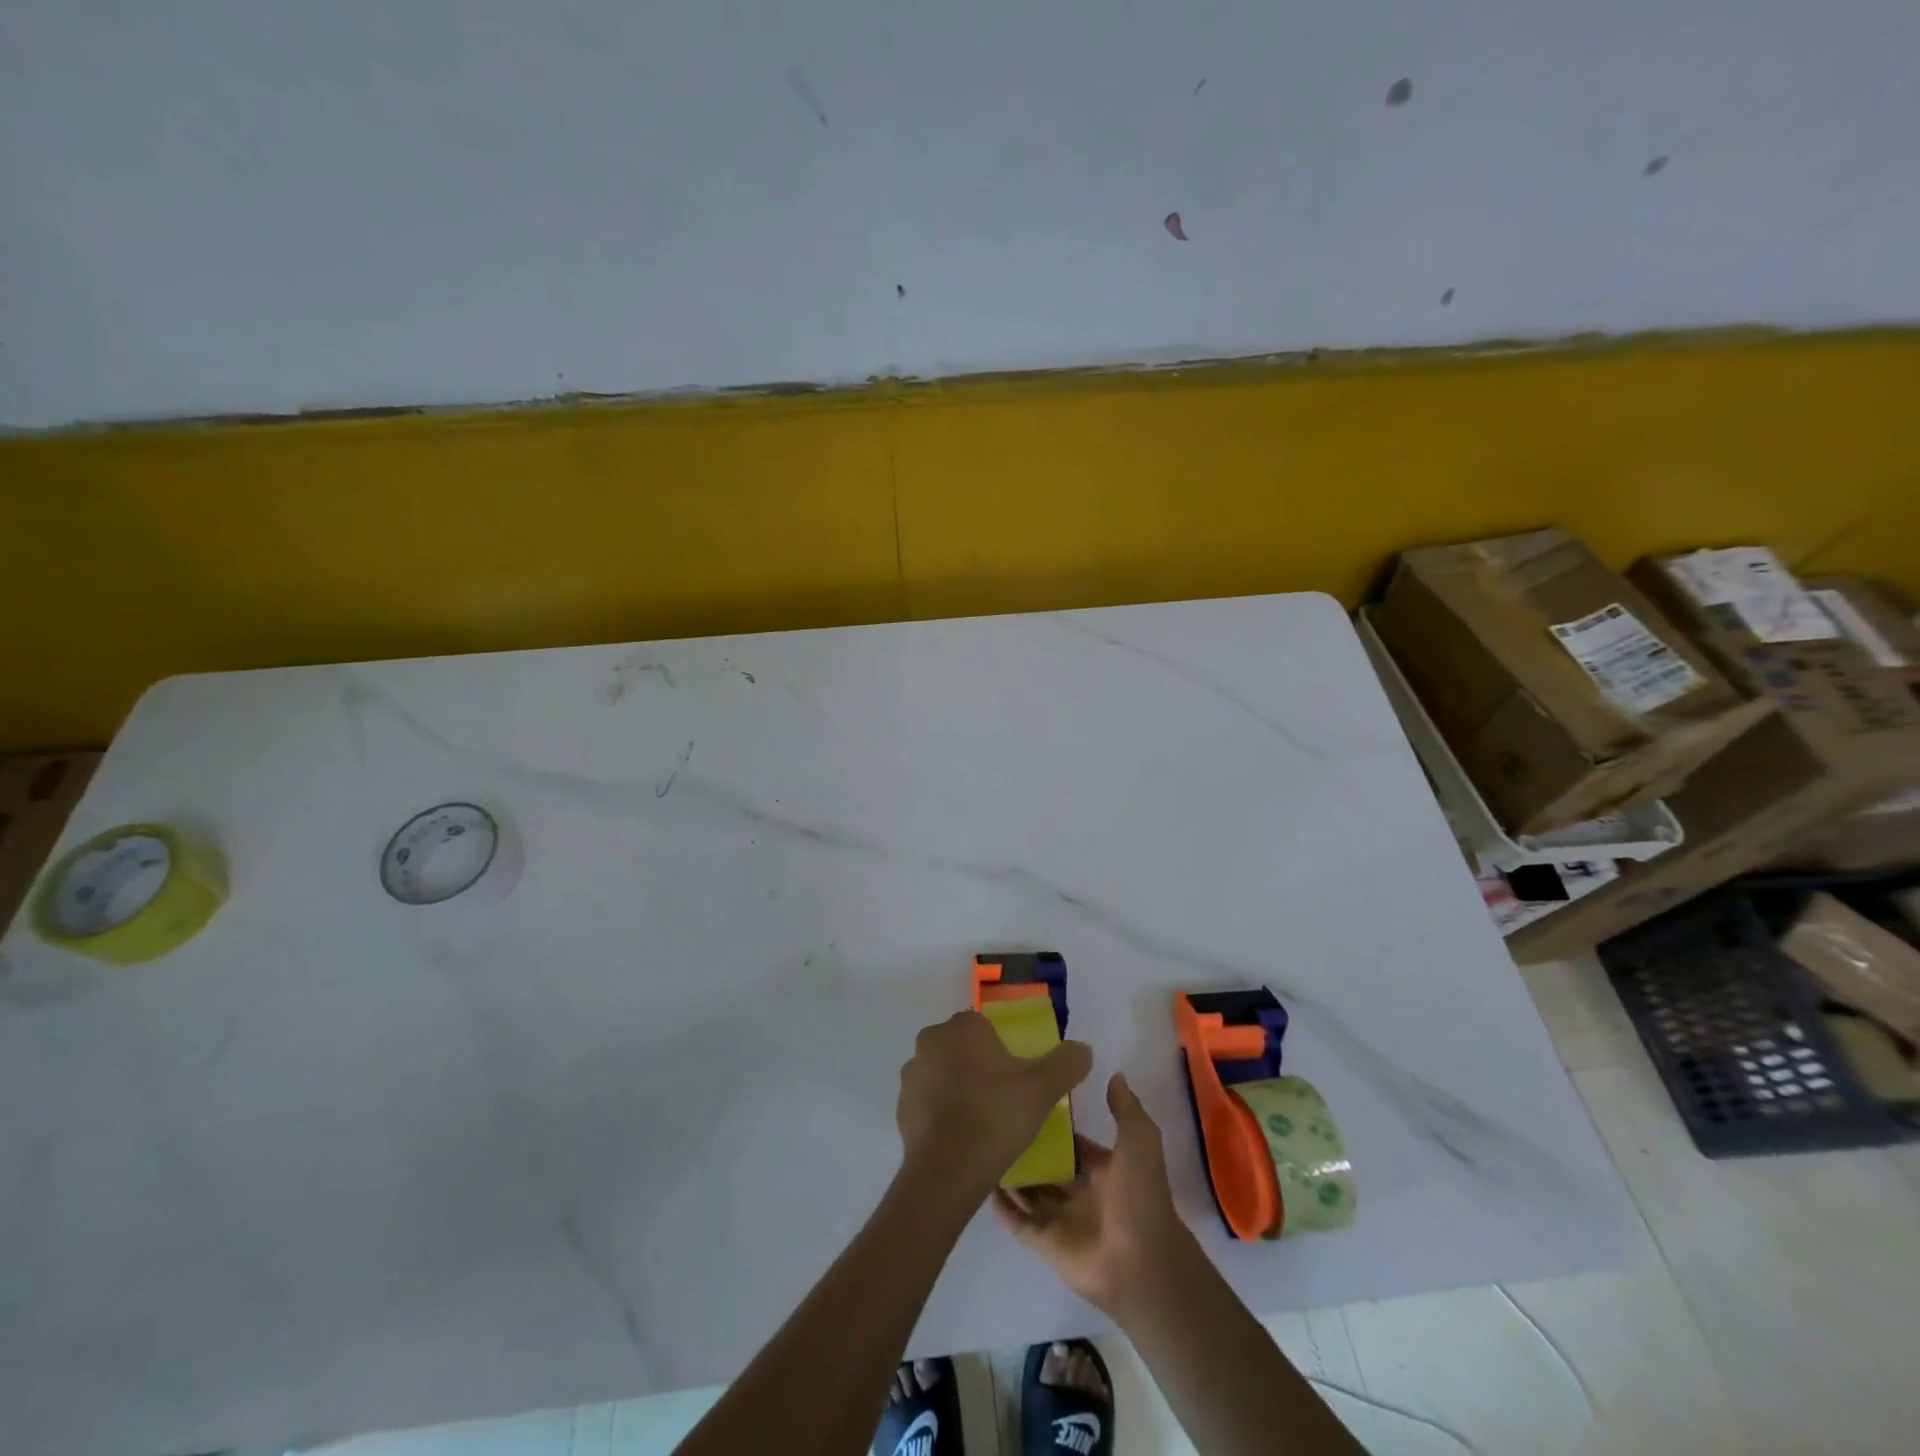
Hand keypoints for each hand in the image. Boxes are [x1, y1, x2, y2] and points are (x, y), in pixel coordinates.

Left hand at [896, 1011, 1091, 1190]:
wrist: (947, 1171)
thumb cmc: (996, 1116)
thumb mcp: (1044, 1088)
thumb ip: (1067, 1062)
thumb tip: (1082, 1048)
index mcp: (962, 1027)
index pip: (983, 1027)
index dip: (1001, 1050)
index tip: (1016, 1077)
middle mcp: (931, 1041)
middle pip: (961, 1048)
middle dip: (978, 1067)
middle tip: (1003, 1099)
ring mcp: (912, 1075)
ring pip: (942, 1074)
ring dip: (957, 1089)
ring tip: (983, 1122)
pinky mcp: (901, 1107)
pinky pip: (928, 1103)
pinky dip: (942, 1114)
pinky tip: (962, 1139)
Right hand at [991, 1073, 1190, 1314]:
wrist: (1142, 1264)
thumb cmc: (1139, 1197)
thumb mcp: (1140, 1142)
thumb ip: (1126, 1109)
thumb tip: (1115, 1074)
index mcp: (1104, 1170)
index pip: (1074, 1142)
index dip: (1055, 1125)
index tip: (1027, 1102)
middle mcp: (1082, 1192)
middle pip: (1049, 1167)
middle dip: (1028, 1148)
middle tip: (995, 1121)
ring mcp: (1063, 1219)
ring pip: (1031, 1192)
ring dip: (1012, 1175)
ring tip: (981, 1147)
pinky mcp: (1048, 1244)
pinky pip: (1020, 1223)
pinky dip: (1004, 1209)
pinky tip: (984, 1186)